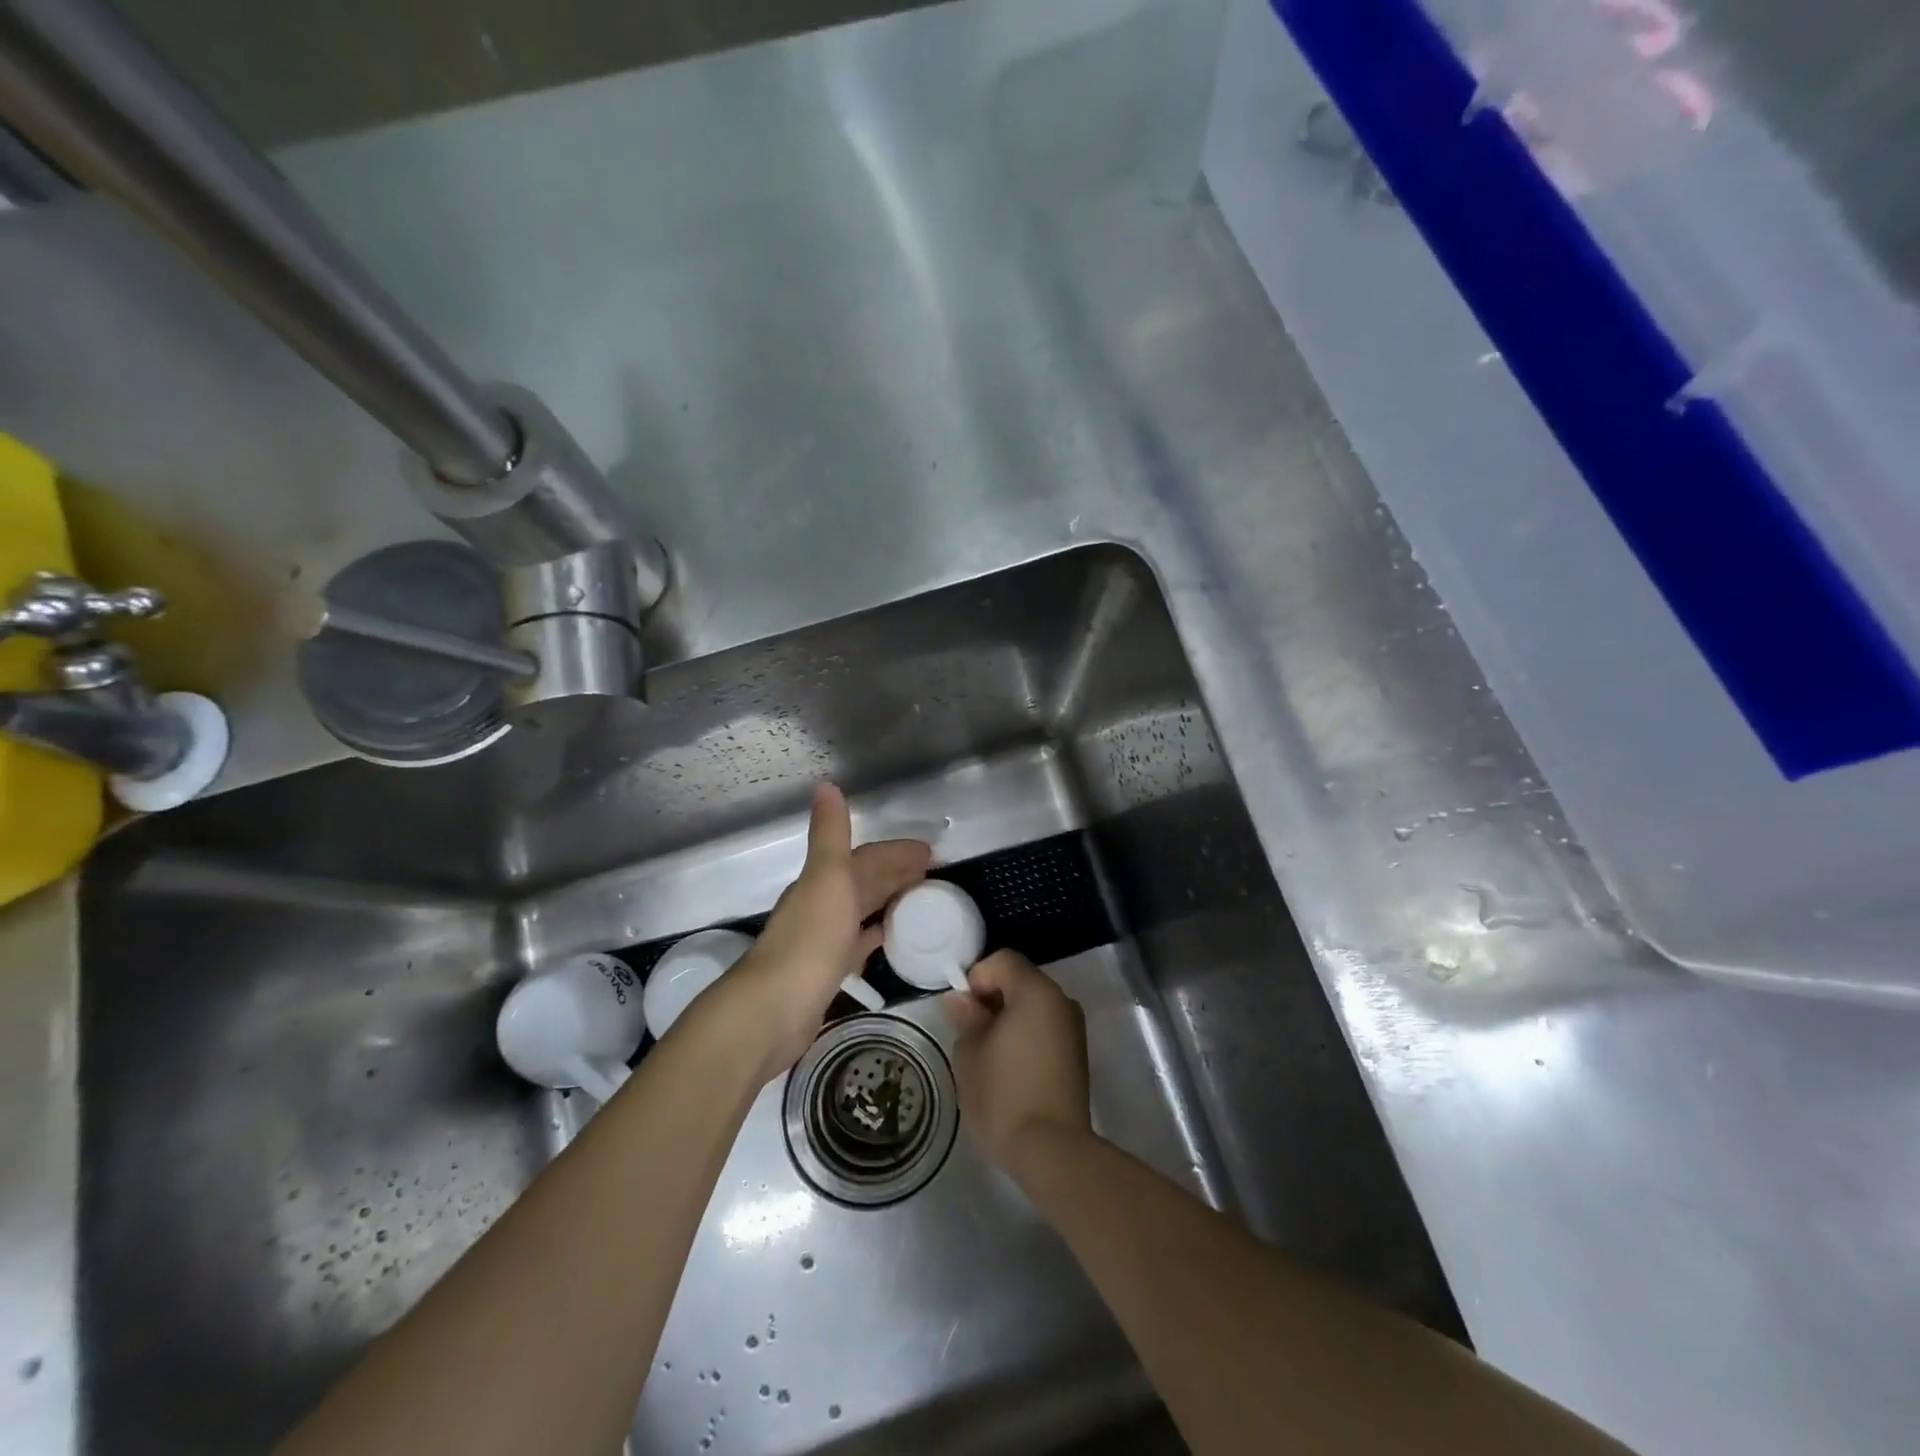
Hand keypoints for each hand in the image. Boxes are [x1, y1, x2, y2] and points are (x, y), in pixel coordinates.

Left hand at [709, 784, 928, 1079]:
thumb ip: (830, 834)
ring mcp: (823, 939)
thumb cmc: (808, 941)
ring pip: (862, 911)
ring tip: (921, 901)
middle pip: (865, 882)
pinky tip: (888, 938)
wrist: (772, 1010)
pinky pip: (858, 944)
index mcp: (823, 881)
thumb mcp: (826, 878)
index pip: (866, 857)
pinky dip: (874, 935)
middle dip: (897, 874)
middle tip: (935, 875)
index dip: (897, 852)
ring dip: (888, 901)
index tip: (931, 853)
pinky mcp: (827, 971)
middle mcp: (822, 905)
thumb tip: (826, 784)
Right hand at [949, 951, 1091, 1183]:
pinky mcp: (1077, 1054)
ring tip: (988, 1052)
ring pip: (1033, 1005)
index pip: (1004, 960)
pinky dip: (1025, 1034)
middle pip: (1021, 980)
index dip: (978, 976)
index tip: (963, 1010)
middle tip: (970, 1031)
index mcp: (1036, 992)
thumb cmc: (1004, 1095)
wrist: (1052, 1151)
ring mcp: (1073, 1028)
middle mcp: (1061, 1001)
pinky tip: (1009, 1067)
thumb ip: (966, 1018)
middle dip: (992, 997)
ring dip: (1009, 1017)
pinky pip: (1045, 1027)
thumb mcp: (970, 1053)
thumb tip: (961, 1000)